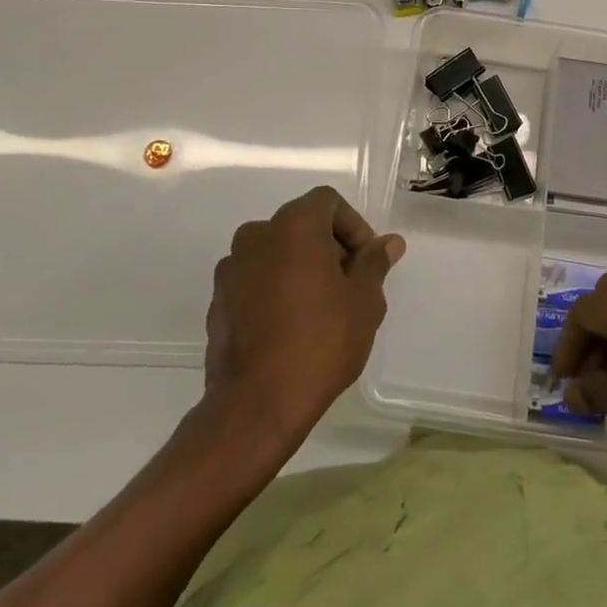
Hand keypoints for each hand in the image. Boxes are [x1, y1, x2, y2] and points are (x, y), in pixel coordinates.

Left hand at [205, 186, 404, 453]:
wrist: (255, 405)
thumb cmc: (320, 343)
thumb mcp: (364, 302)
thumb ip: (375, 263)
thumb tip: (389, 243)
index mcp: (293, 225)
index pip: (328, 202)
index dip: (353, 226)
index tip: (365, 262)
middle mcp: (256, 235)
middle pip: (300, 224)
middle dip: (328, 246)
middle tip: (348, 285)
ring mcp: (231, 268)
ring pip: (276, 251)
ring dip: (300, 267)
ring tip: (320, 308)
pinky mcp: (217, 300)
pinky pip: (255, 279)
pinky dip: (274, 288)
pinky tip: (289, 326)